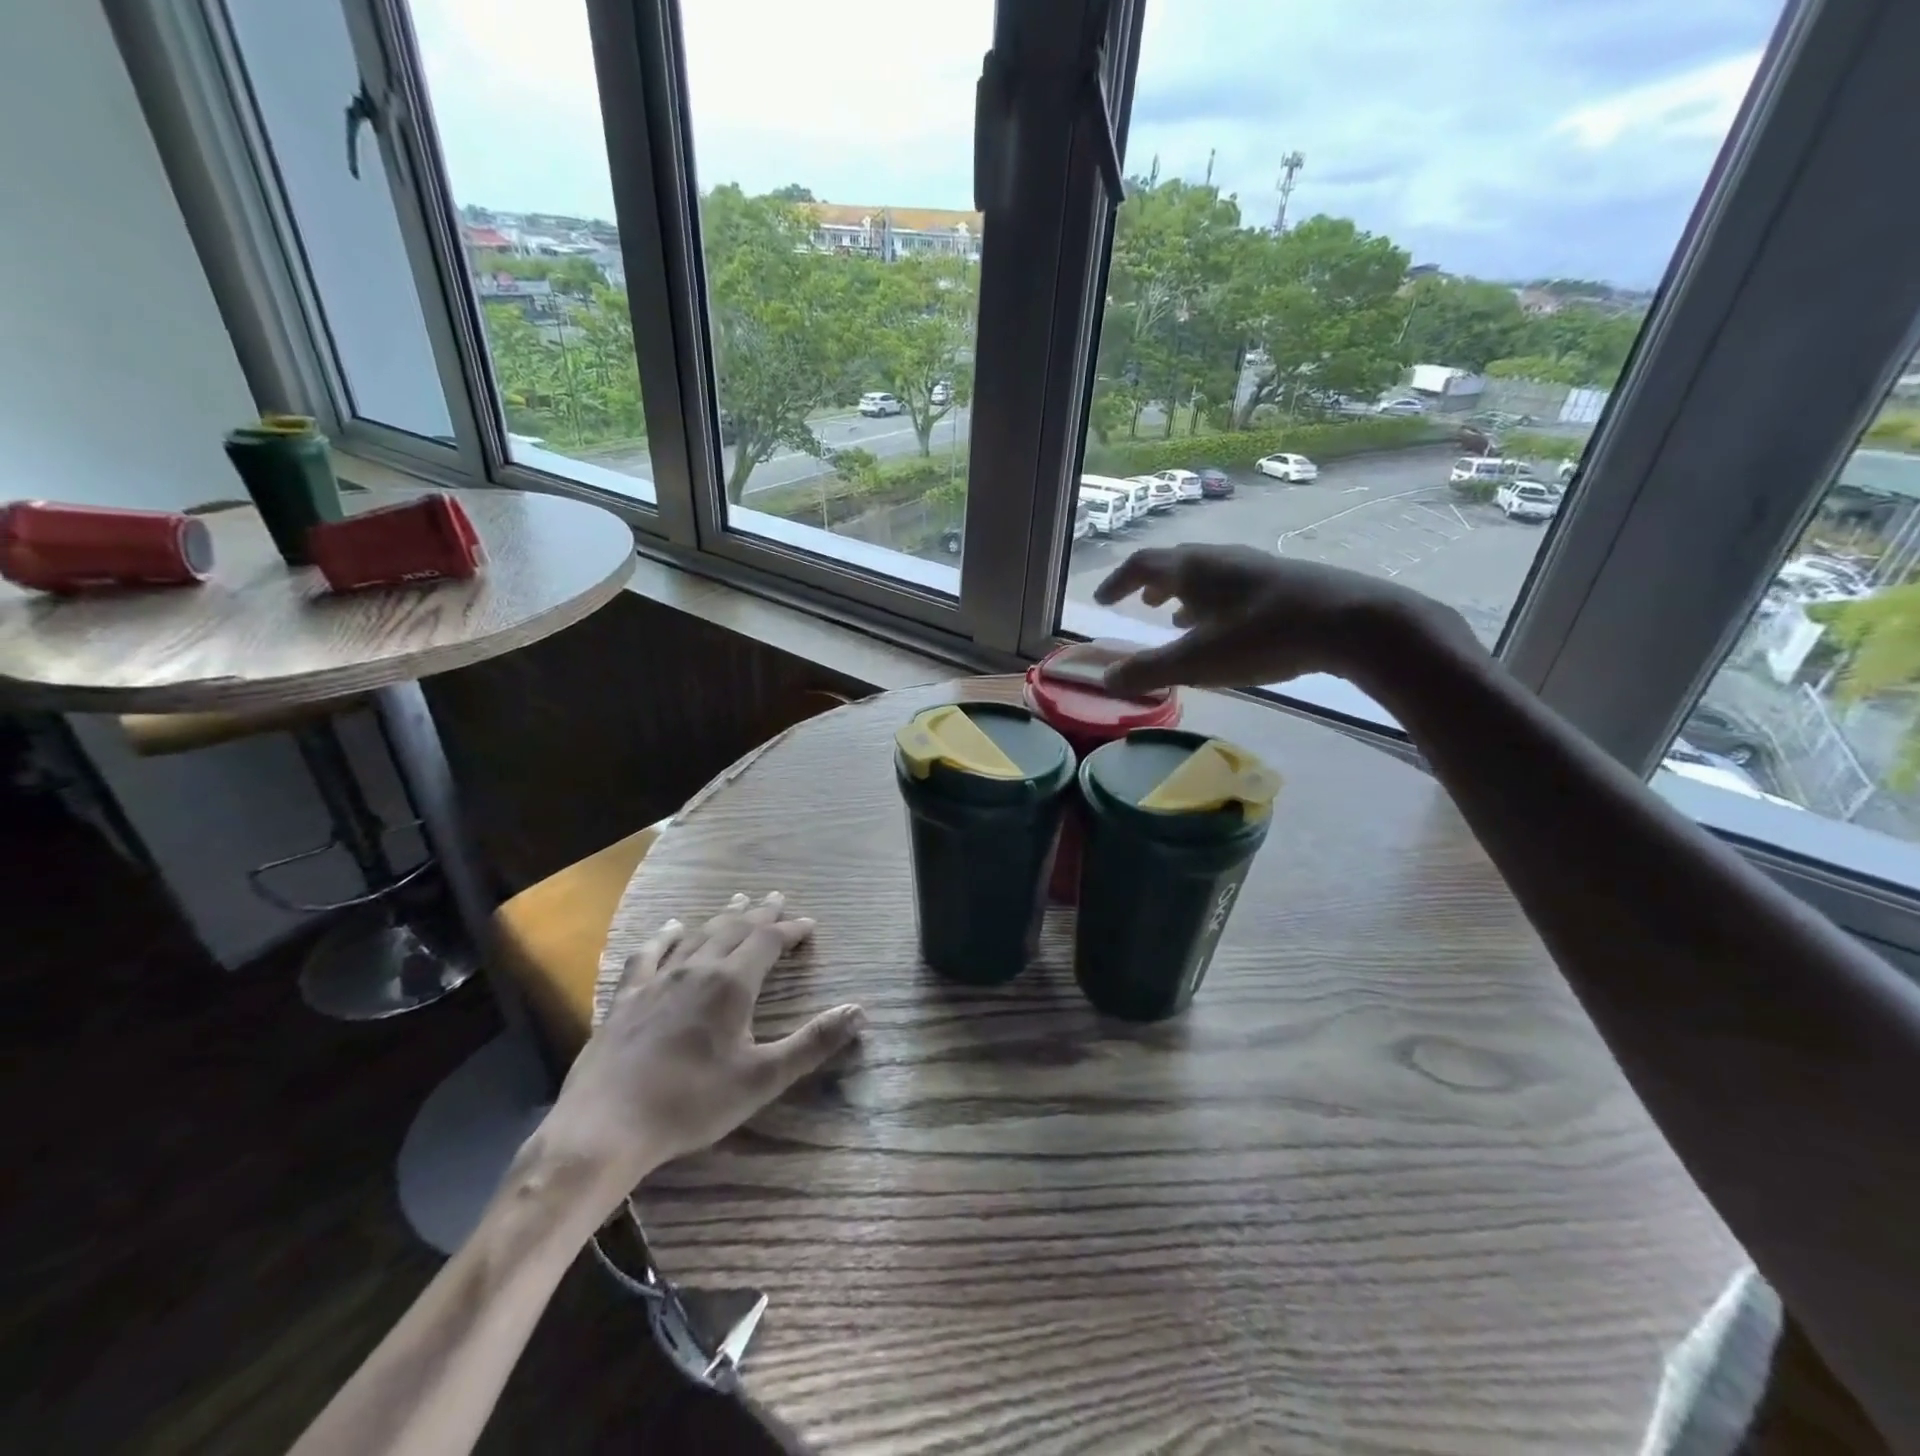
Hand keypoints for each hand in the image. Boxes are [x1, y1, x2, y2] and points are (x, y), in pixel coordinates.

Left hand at [536, 892, 864, 1212]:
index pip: (768, 941)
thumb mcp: (762, 1079)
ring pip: (697, 935)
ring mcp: (657, 979)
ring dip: (721, 917)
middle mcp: (697, 969)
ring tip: (737, 901)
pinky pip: (648, 953)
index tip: (808, 924)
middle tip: (777, 898)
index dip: (790, 929)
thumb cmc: (691, 1103)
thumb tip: (858, 1011)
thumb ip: (812, 1043)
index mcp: (731, 984)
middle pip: (734, 928)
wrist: (605, 1126)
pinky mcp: (627, 997)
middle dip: (760, 913)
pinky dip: (664, 936)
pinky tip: (669, 927)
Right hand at [1093, 545, 1473, 696]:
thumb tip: (1106, 679)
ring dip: (1185, 593)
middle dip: (1152, 583)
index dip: (1117, 581)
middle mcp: (1221, 559)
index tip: (1101, 600)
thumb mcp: (1197, 661)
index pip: (1141, 564)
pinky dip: (1214, 602)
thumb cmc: (1262, 637)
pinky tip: (1226, 626)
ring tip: (1177, 617)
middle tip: (1140, 603)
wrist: (1352, 622)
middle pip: (1176, 563)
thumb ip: (1148, 671)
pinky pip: (1233, 586)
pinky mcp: (1284, 582)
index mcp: (1193, 569)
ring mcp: (1255, 567)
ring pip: (1208, 575)